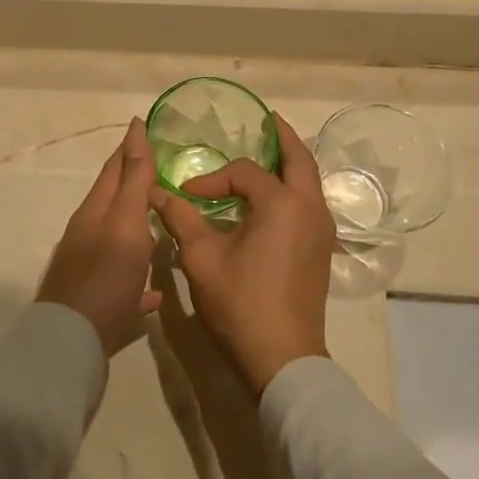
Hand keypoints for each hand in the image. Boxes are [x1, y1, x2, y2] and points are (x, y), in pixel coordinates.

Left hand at [37, 118, 163, 355]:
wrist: (71, 341)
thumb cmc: (105, 276)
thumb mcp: (125, 223)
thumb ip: (134, 181)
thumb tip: (135, 131)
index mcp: (95, 211)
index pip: (114, 168)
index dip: (131, 146)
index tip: (143, 125)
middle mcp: (88, 234)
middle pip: (115, 201)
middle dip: (134, 181)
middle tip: (160, 167)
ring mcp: (89, 268)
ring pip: (117, 240)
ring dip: (137, 226)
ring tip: (160, 221)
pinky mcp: (96, 301)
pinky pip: (122, 283)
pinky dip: (138, 279)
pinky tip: (154, 291)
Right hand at [149, 114, 334, 392]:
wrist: (282, 358)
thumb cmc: (241, 302)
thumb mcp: (202, 258)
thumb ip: (181, 218)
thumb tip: (156, 193)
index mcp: (283, 204)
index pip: (244, 173)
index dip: (213, 178)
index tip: (187, 194)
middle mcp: (310, 209)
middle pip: (300, 160)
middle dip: (283, 138)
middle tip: (268, 121)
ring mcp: (321, 230)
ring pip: (310, 182)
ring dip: (292, 163)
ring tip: (272, 151)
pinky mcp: (320, 250)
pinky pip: (310, 203)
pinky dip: (295, 187)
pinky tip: (274, 196)